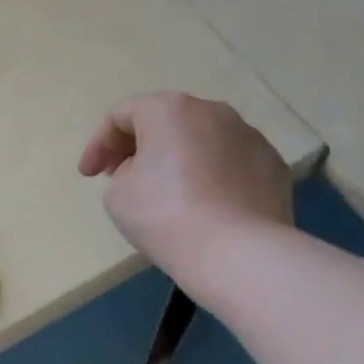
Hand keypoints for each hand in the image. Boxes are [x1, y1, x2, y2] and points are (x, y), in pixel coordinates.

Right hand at [77, 93, 292, 280]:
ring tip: (168, 192)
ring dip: (180, 158)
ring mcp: (250, 136)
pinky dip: (213, 177)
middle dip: (140, 146)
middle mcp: (212, 111)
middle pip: (166, 121)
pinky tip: (207, 206)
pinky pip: (231, 164)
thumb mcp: (117, 194)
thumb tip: (147, 171)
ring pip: (202, 140)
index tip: (89, 176)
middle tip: (122, 176)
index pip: (122, 115)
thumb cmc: (165, 216)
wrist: (238, 253)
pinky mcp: (274, 165)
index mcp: (169, 110)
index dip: (98, 144)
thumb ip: (122, 172)